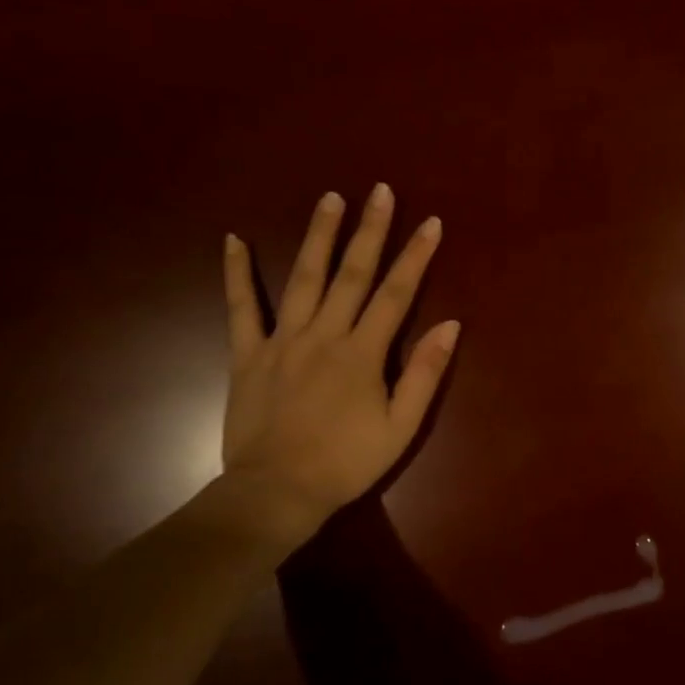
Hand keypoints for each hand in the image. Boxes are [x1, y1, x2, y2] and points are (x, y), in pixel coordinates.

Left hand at [217, 184, 459, 552]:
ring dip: (318, 236)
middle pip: (352, 273)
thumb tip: (451, 324)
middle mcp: (324, 334)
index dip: (416, 256)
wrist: (276, 493)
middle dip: (370, 230)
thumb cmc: (346, 462)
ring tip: (330, 198)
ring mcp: (282, 340)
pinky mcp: (248, 354)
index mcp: (363, 352)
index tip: (431, 222)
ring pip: (303, 277)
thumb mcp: (401, 426)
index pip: (396, 293)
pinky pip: (240, 308)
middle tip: (380, 191)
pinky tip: (233, 240)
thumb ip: (425, 372)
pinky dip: (236, 273)